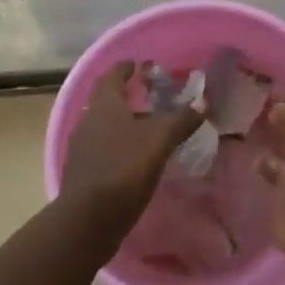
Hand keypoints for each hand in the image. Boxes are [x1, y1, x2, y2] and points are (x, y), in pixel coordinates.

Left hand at [59, 62, 204, 235]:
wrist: (88, 220)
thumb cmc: (123, 169)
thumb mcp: (159, 141)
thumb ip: (180, 120)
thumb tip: (203, 103)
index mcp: (103, 106)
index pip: (112, 76)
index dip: (125, 68)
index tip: (138, 64)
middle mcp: (87, 121)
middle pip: (105, 101)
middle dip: (125, 95)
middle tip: (148, 95)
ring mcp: (82, 148)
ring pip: (103, 126)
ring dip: (122, 122)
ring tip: (147, 127)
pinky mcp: (83, 173)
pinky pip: (103, 149)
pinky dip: (118, 146)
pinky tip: (135, 158)